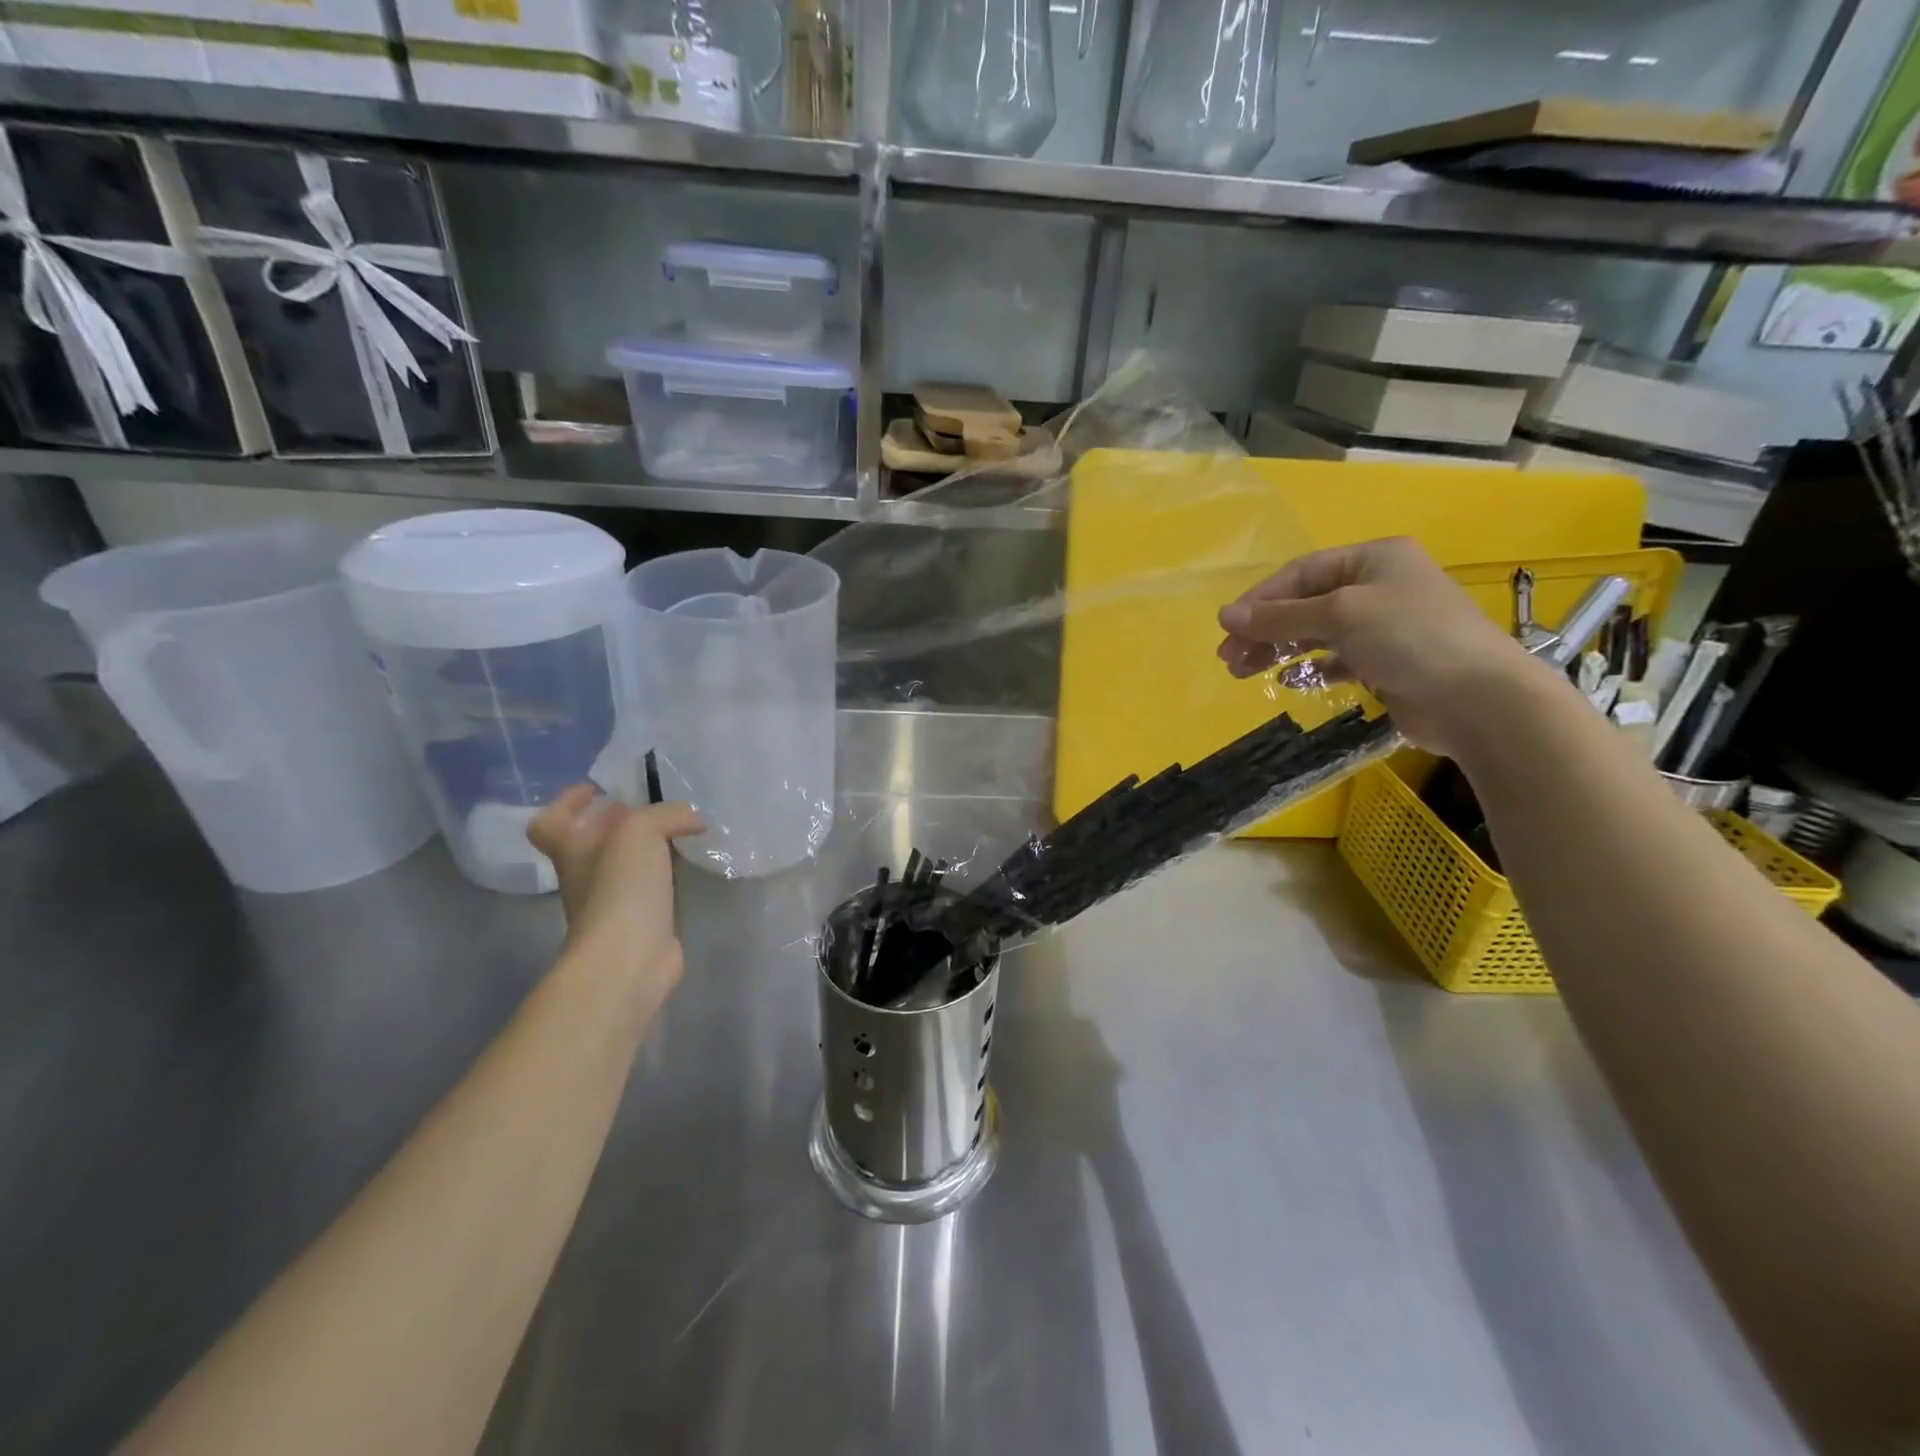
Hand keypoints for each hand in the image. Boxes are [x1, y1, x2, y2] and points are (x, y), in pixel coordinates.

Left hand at [528, 786, 705, 992]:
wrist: (629, 958)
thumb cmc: (621, 890)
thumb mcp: (639, 833)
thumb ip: (666, 815)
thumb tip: (694, 819)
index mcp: (573, 852)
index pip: (550, 824)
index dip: (566, 804)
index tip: (595, 790)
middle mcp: (586, 877)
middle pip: (590, 843)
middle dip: (613, 823)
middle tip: (645, 807)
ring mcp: (612, 904)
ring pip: (622, 866)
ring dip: (642, 849)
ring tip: (676, 832)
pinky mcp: (641, 923)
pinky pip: (649, 889)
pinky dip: (664, 874)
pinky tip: (687, 866)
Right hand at [1216, 537, 1535, 754]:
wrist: (1478, 699)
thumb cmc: (1409, 638)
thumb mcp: (1339, 616)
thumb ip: (1280, 617)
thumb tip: (1225, 616)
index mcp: (1373, 559)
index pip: (1301, 573)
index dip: (1260, 599)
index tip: (1226, 629)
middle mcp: (1378, 586)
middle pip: (1305, 603)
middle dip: (1264, 629)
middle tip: (1229, 658)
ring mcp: (1384, 626)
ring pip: (1316, 632)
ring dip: (1279, 650)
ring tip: (1245, 672)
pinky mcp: (1387, 662)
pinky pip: (1336, 659)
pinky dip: (1311, 667)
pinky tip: (1289, 680)